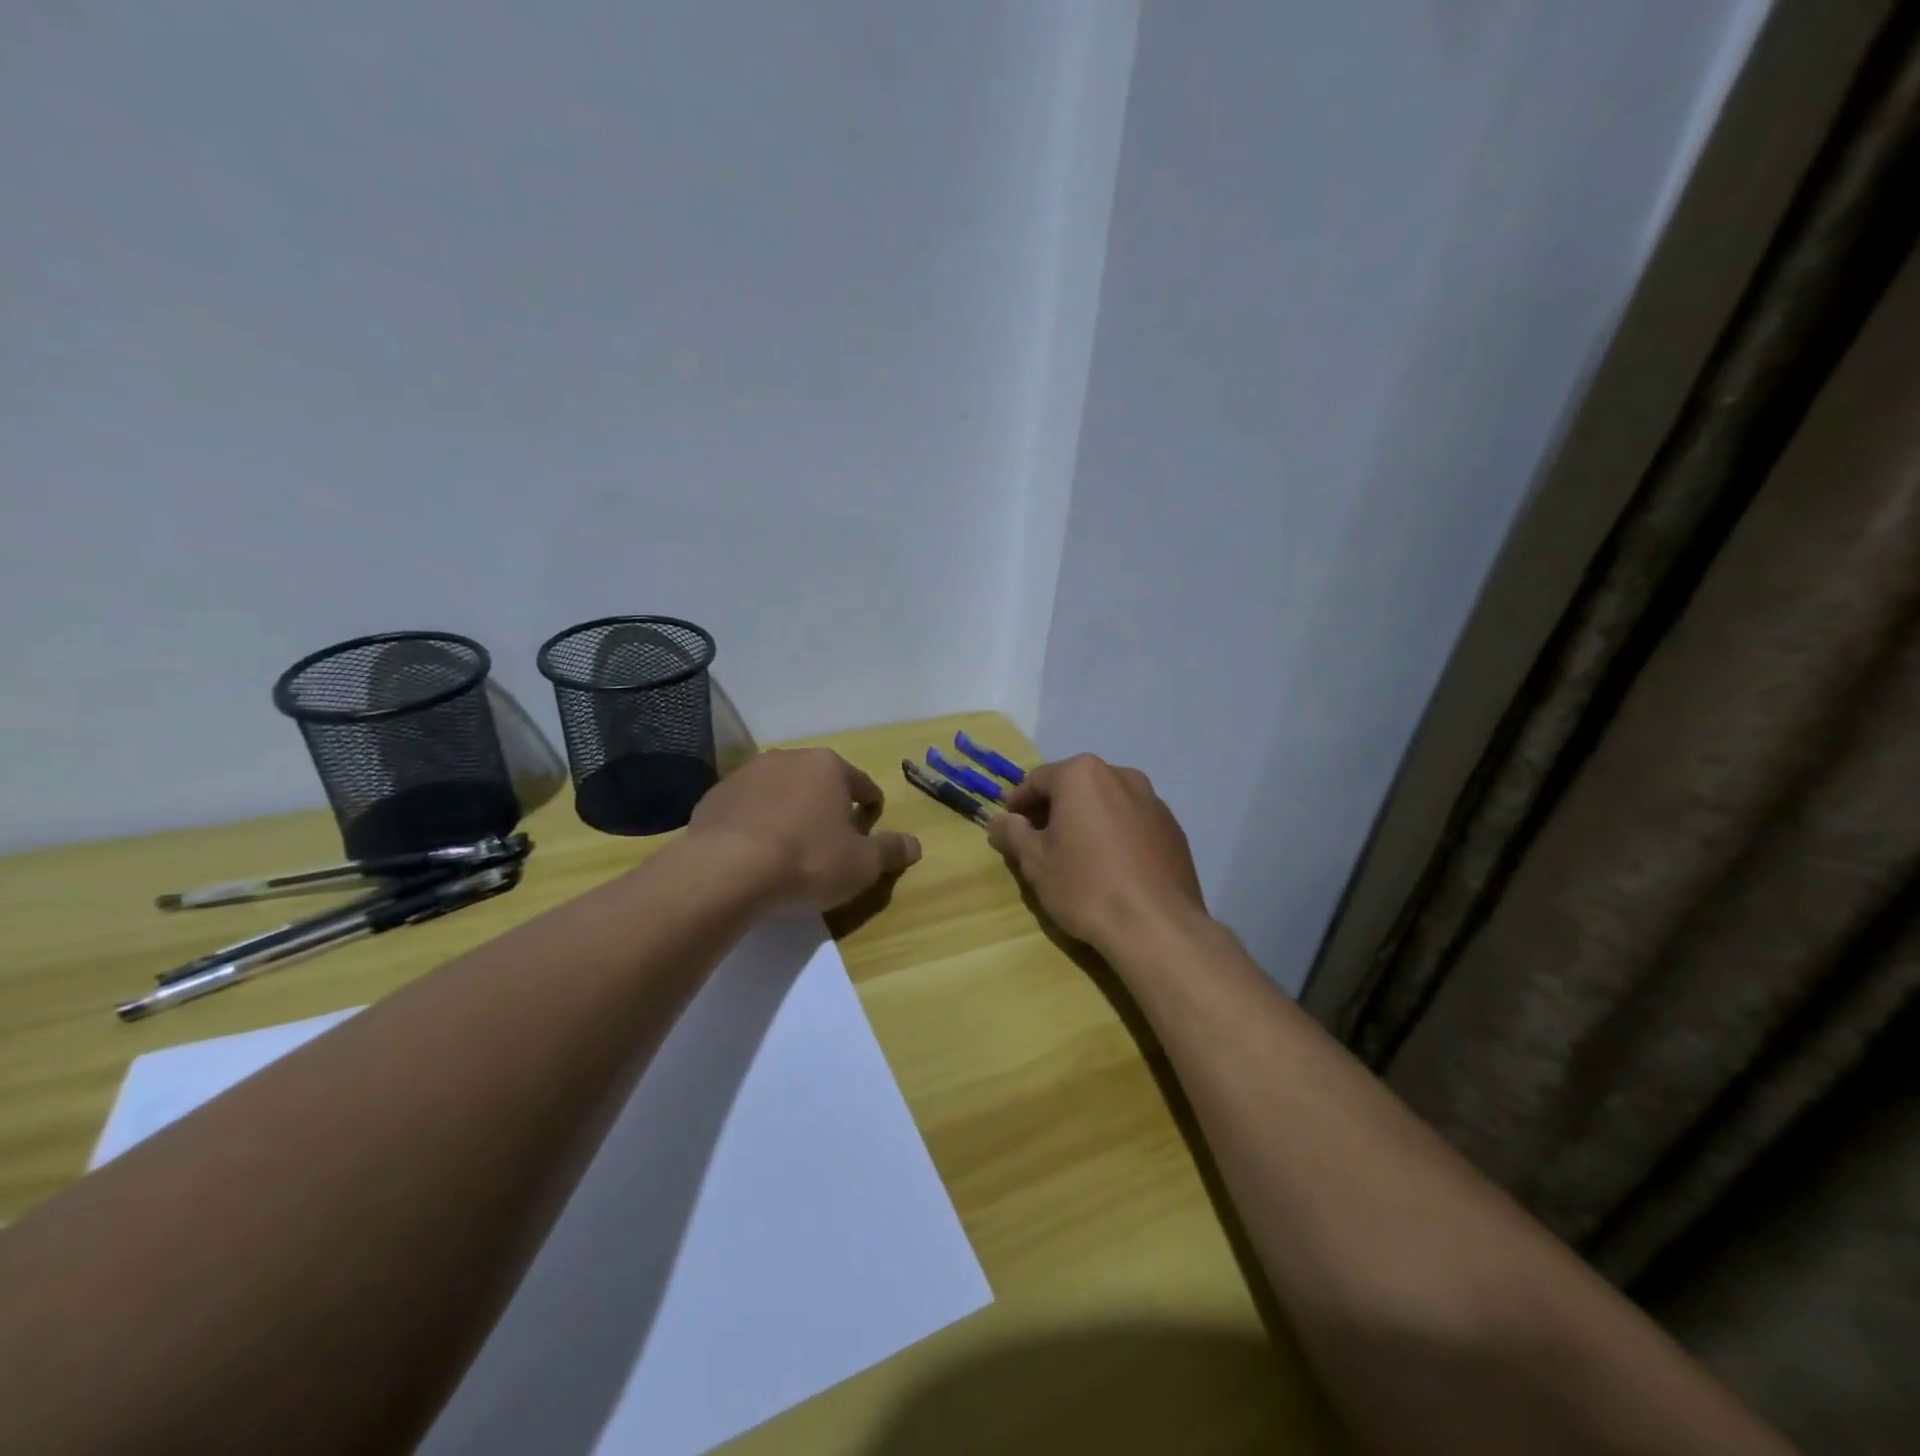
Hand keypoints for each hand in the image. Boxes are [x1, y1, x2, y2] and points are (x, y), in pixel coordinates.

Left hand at [687, 747, 921, 910]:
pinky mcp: (714, 796)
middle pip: (819, 783)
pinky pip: (746, 809)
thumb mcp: (862, 864)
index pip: (862, 785)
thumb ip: (891, 851)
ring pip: (780, 792)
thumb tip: (915, 844)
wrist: (727, 871)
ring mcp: (746, 774)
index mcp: (828, 766)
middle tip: (829, 844)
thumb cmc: (808, 860)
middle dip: (827, 808)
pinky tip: (754, 854)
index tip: (867, 835)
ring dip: (789, 813)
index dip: (870, 810)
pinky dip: (755, 824)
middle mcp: (788, 758)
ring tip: (789, 850)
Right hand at [987, 753, 1205, 953]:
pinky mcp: (1173, 829)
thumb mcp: (1035, 861)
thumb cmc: (1086, 886)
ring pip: (1107, 803)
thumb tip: (998, 821)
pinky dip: (1115, 834)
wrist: (1157, 926)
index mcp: (1083, 775)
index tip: (1008, 826)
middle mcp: (1121, 776)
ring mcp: (1153, 801)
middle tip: (1037, 841)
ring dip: (1087, 820)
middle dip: (1054, 809)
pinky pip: (1133, 822)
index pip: (1038, 780)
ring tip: (1075, 854)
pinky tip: (1111, 866)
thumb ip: (1012, 833)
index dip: (1018, 803)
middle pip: (1075, 787)